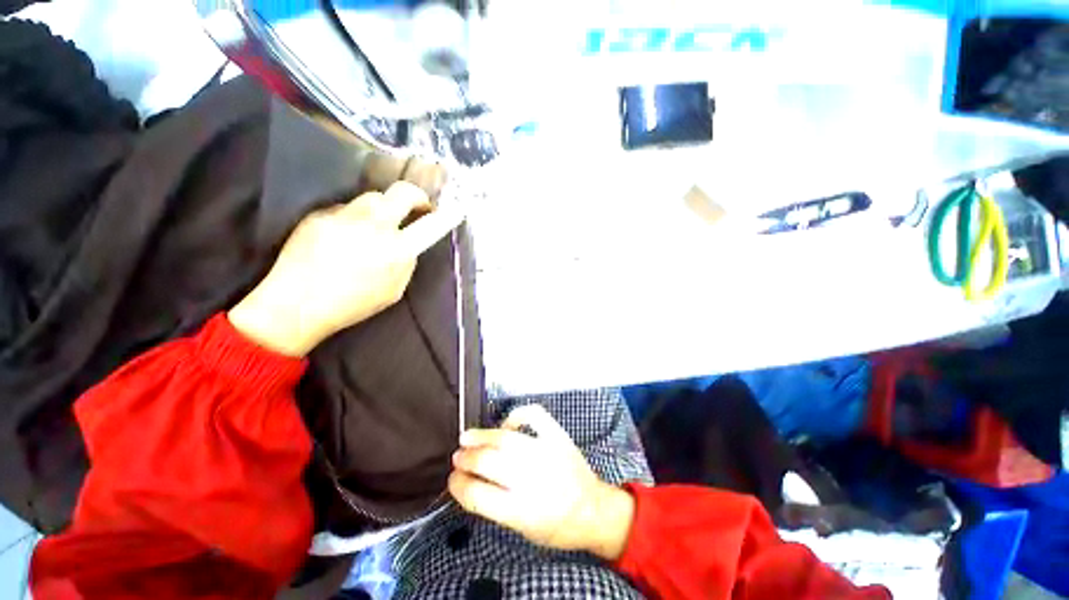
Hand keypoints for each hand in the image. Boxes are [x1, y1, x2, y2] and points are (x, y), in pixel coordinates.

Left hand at [229, 182, 462, 356]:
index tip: (456, 210)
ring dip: (383, 208)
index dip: (445, 217)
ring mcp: (344, 216)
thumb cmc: (352, 305)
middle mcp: (373, 227)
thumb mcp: (393, 291)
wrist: (295, 305)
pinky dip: (353, 218)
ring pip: (373, 196)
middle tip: (417, 206)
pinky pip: (346, 208)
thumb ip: (406, 263)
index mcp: (395, 251)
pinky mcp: (320, 214)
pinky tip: (342, 237)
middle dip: (416, 196)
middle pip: (401, 193)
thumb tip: (408, 243)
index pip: (428, 227)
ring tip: (376, 226)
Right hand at [449, 405, 635, 560]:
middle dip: (466, 458)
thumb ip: (497, 506)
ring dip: (481, 436)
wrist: (594, 510)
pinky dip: (517, 415)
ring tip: (467, 437)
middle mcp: (532, 478)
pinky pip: (533, 415)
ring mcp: (546, 452)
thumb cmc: (557, 527)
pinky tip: (507, 424)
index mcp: (521, 511)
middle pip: (488, 462)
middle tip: (458, 457)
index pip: (477, 495)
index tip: (452, 479)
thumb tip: (472, 481)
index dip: (458, 485)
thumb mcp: (523, 530)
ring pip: (505, 438)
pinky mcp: (557, 436)